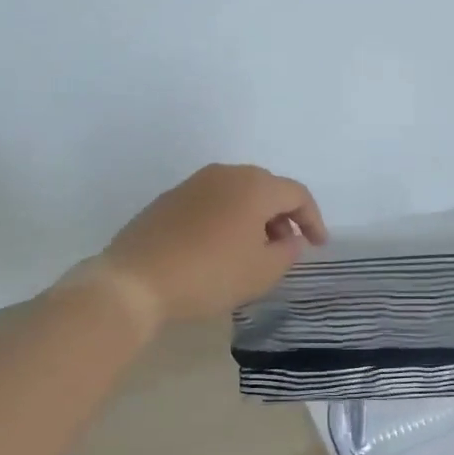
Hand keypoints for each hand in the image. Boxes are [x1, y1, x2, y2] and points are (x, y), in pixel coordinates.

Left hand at [100, 163, 327, 325]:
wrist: (135, 280)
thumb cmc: (210, 274)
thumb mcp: (262, 271)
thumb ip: (287, 251)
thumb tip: (288, 238)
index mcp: (254, 186)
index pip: (297, 194)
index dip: (313, 219)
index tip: (318, 246)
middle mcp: (225, 174)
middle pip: (267, 188)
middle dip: (283, 216)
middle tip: (286, 247)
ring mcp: (193, 183)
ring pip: (237, 193)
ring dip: (254, 217)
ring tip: (254, 250)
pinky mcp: (170, 199)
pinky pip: (212, 202)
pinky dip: (226, 219)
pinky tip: (220, 248)